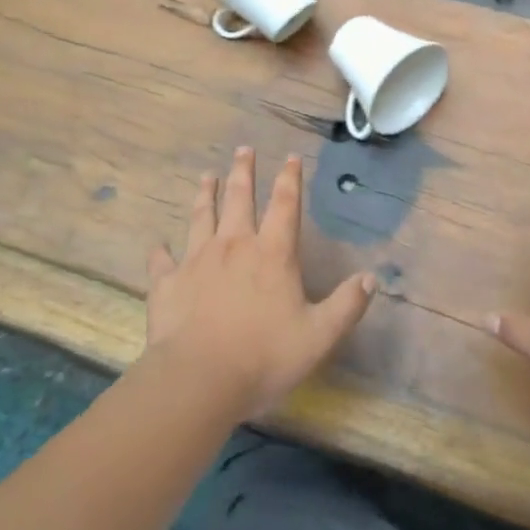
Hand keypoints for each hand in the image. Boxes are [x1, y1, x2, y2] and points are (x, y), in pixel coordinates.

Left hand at [144, 147, 377, 419]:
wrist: (199, 379)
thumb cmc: (264, 356)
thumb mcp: (319, 336)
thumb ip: (346, 305)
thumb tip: (372, 278)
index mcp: (272, 254)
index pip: (285, 205)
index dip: (290, 178)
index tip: (290, 156)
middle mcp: (234, 246)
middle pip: (239, 198)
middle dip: (243, 171)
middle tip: (243, 149)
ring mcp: (197, 261)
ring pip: (201, 217)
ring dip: (205, 195)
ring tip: (206, 176)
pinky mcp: (167, 283)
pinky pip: (162, 261)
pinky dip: (161, 253)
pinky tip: (158, 246)